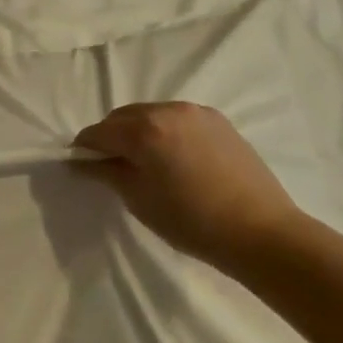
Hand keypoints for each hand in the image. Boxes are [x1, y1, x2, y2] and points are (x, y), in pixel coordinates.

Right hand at [75, 102, 303, 270]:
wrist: (261, 231)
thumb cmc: (191, 221)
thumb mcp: (138, 199)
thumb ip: (106, 172)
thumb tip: (81, 161)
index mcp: (144, 129)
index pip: (98, 132)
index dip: (84, 149)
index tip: (81, 166)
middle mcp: (168, 110)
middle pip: (123, 117)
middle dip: (111, 137)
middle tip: (112, 167)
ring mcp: (196, 112)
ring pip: (151, 115)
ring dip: (139, 132)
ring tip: (146, 163)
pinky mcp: (219, 121)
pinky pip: (177, 119)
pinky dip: (165, 132)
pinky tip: (174, 159)